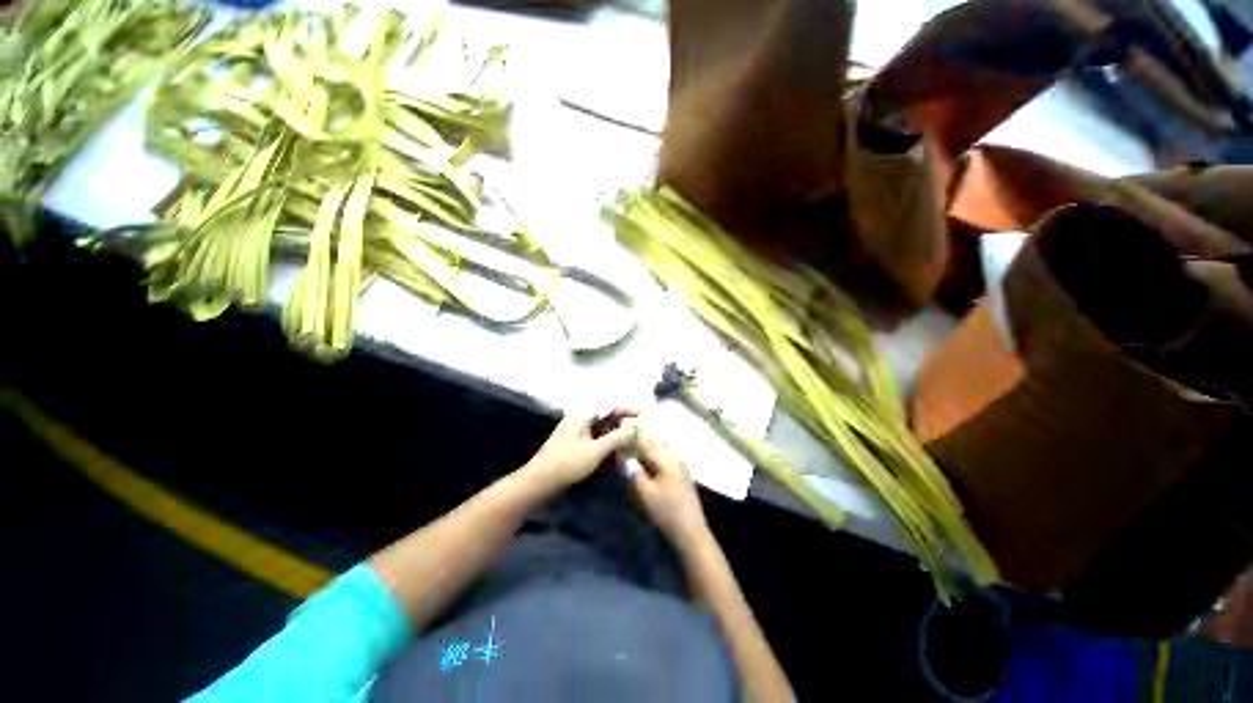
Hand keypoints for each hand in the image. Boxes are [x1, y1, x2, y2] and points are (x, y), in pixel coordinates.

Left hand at [522, 413, 635, 490]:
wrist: (539, 482)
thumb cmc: (567, 463)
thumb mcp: (595, 451)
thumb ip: (616, 438)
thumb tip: (634, 428)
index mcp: (582, 415)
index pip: (609, 406)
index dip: (626, 410)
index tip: (641, 415)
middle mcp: (578, 418)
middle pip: (605, 415)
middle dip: (622, 421)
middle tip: (638, 429)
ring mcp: (574, 430)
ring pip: (599, 426)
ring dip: (614, 431)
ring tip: (630, 439)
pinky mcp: (572, 442)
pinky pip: (593, 435)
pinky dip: (605, 439)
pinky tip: (614, 448)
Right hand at [630, 438, 710, 549]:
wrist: (691, 533)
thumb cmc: (666, 513)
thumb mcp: (645, 494)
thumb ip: (633, 472)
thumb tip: (623, 456)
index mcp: (667, 459)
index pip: (645, 442)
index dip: (630, 442)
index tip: (617, 444)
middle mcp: (675, 457)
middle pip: (654, 444)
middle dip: (638, 446)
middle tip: (623, 453)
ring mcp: (681, 465)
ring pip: (660, 451)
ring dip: (646, 453)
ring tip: (632, 461)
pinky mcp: (682, 474)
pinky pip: (665, 459)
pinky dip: (653, 460)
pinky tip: (646, 470)